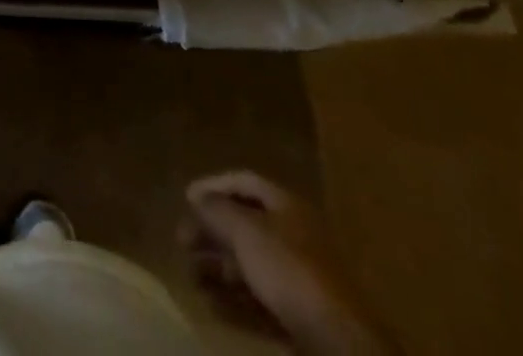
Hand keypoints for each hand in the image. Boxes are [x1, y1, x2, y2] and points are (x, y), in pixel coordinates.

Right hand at [180, 171, 395, 355]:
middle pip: (244, 225)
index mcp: (287, 207)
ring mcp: (299, 280)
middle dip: (211, 232)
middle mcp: (294, 237)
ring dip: (217, 268)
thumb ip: (217, 210)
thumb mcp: (246, 230)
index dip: (214, 185)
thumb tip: (197, 197)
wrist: (340, 344)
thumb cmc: (289, 270)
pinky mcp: (300, 317)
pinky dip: (234, 300)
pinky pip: (259, 300)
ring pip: (250, 265)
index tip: (186, 198)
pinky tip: (211, 305)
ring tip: (190, 276)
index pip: (244, 182)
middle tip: (181, 241)